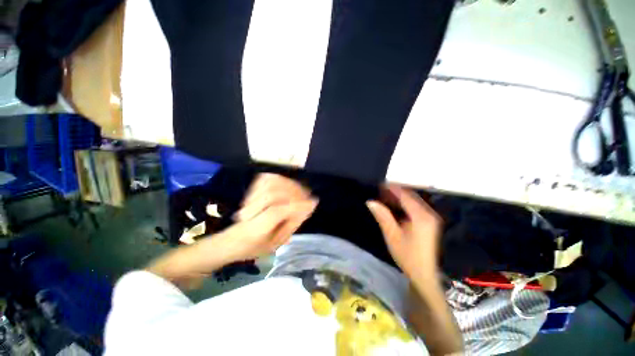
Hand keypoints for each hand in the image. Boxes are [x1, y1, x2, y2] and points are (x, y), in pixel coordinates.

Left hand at [224, 173, 316, 259]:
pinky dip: (281, 179)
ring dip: (289, 185)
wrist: (232, 241)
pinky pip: (267, 179)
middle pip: (273, 195)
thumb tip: (307, 207)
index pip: (276, 212)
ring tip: (301, 192)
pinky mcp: (249, 191)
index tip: (313, 202)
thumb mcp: (276, 244)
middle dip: (295, 194)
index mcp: (254, 231)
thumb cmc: (256, 247)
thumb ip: (291, 225)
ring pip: (270, 184)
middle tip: (308, 197)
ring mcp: (248, 200)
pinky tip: (289, 186)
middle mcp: (249, 212)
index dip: (296, 205)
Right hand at [366, 185, 441, 279]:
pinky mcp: (430, 222)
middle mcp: (428, 213)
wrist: (426, 275)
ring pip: (414, 201)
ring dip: (400, 197)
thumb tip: (370, 201)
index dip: (392, 188)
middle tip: (380, 190)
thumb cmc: (408, 256)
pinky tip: (395, 206)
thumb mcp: (392, 235)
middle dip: (395, 191)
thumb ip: (382, 216)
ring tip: (384, 197)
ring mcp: (431, 217)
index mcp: (421, 216)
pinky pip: (416, 207)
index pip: (405, 195)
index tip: (379, 184)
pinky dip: (405, 204)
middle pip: (411, 196)